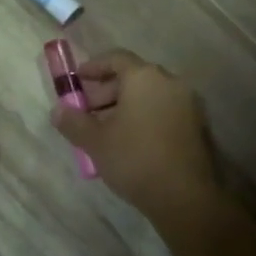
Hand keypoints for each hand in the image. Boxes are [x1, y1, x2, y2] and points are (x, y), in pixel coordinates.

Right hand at [49, 50, 220, 227]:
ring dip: (125, 106)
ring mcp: (188, 104)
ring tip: (105, 130)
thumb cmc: (136, 159)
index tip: (77, 79)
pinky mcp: (197, 126)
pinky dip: (144, 117)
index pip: (116, 58)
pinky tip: (130, 141)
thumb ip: (73, 122)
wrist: (186, 197)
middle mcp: (170, 82)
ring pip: (149, 95)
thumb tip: (57, 110)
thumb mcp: (96, 141)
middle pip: (133, 76)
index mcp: (145, 77)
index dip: (94, 66)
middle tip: (87, 111)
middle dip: (107, 91)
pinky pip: (163, 110)